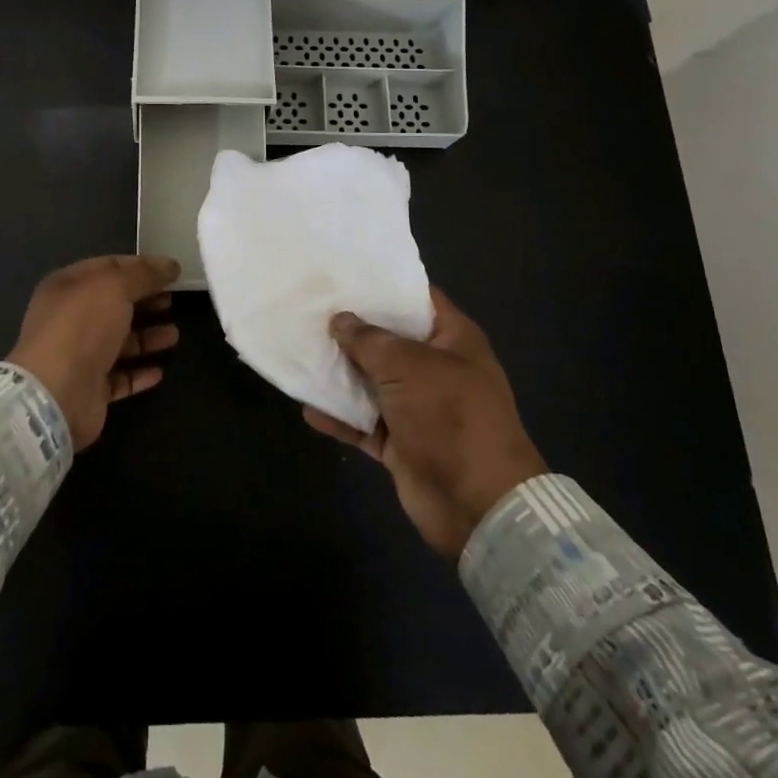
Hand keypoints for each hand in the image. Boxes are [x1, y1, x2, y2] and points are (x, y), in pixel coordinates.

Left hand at [7, 255, 180, 449]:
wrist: (56, 394)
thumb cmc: (83, 327)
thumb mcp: (115, 287)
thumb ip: (144, 274)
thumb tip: (170, 265)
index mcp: (67, 286)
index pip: (108, 267)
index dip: (140, 266)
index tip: (171, 271)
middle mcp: (69, 319)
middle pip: (114, 304)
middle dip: (145, 301)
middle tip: (173, 300)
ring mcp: (78, 356)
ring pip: (118, 341)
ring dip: (146, 337)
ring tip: (173, 335)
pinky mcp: (88, 389)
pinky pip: (118, 377)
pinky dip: (138, 373)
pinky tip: (159, 371)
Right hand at [304, 288, 545, 558]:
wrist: (478, 505)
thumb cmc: (450, 416)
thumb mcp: (408, 366)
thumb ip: (369, 340)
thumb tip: (340, 319)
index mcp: (452, 339)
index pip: (416, 298)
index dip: (382, 284)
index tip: (342, 273)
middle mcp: (435, 368)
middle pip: (388, 340)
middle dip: (350, 328)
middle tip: (308, 308)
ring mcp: (418, 407)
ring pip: (371, 382)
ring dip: (340, 373)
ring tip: (299, 352)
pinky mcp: (401, 443)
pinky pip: (363, 423)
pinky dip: (339, 418)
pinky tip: (307, 407)